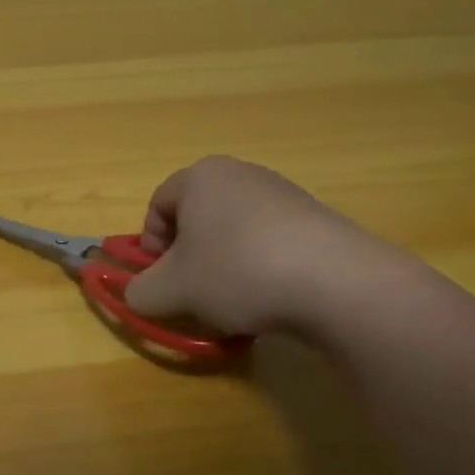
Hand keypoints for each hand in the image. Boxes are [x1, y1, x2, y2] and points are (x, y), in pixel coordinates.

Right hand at [123, 155, 412, 337]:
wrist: (335, 282)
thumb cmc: (236, 272)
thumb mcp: (171, 290)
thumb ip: (141, 292)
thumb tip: (138, 294)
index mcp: (200, 177)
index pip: (157, 204)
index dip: (149, 245)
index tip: (160, 278)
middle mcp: (241, 173)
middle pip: (197, 216)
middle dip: (188, 257)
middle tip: (193, 292)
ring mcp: (283, 193)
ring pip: (234, 231)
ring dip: (224, 264)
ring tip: (234, 301)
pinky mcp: (316, 218)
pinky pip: (270, 241)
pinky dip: (260, 267)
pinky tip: (271, 298)